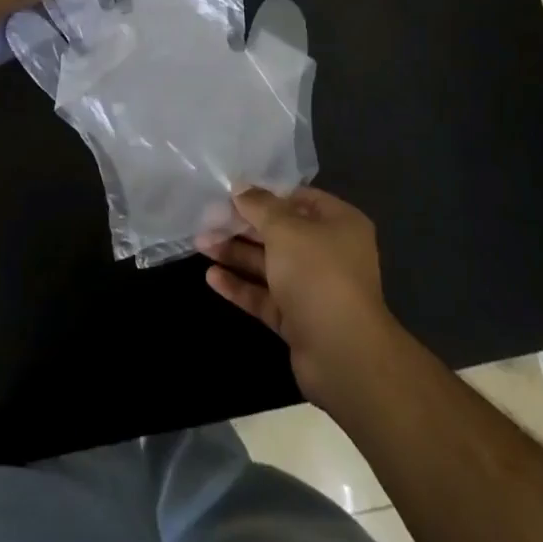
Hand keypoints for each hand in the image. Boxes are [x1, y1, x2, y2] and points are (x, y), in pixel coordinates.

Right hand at [198, 186, 401, 410]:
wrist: (342, 354)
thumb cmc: (318, 273)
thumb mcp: (285, 229)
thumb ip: (260, 206)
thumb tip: (240, 187)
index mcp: (338, 223)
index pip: (299, 198)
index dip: (266, 194)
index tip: (232, 191)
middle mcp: (329, 252)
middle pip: (280, 232)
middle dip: (243, 226)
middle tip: (207, 219)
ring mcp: (313, 288)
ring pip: (269, 265)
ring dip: (236, 254)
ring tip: (200, 244)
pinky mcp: (298, 320)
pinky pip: (266, 296)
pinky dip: (241, 286)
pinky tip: (211, 277)